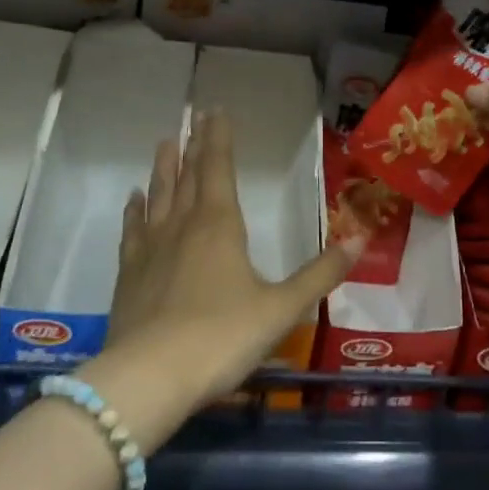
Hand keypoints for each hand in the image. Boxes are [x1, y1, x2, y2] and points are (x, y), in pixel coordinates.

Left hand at [103, 108, 363, 412]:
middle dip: (194, 145)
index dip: (219, 138)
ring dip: (163, 169)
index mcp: (220, 225)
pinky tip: (133, 199)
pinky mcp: (128, 275)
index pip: (220, 168)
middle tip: (194, 117)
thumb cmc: (222, 337)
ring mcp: (151, 249)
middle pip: (189, 175)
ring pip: (159, 196)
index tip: (215, 111)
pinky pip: (132, 231)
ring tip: (164, 142)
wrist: (148, 379)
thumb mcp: (281, 309)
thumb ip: (320, 274)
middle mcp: (183, 226)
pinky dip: (134, 211)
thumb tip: (360, 239)